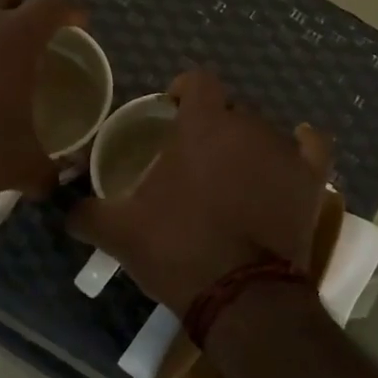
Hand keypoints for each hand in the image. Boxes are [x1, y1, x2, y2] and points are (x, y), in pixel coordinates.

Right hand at [68, 69, 333, 314]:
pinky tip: (293, 152)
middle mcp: (248, 126)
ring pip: (264, 130)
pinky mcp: (311, 179)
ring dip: (247, 144)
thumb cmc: (178, 250)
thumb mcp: (120, 233)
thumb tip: (64, 209)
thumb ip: (86, 213)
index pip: (198, 81)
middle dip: (212, 126)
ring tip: (234, 174)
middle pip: (230, 110)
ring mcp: (284, 151)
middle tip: (195, 159)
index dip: (184, 90)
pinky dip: (301, 146)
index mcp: (203, 126)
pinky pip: (313, 147)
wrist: (241, 296)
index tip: (172, 111)